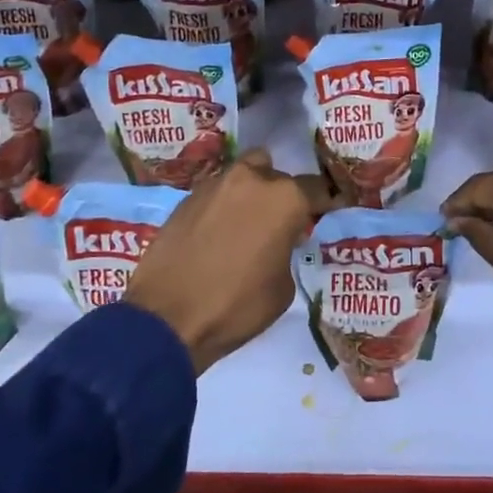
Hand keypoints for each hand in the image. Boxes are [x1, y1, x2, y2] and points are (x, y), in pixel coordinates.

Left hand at [127, 149, 334, 374]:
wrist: (167, 318)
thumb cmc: (236, 305)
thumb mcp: (282, 287)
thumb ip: (286, 250)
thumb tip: (276, 242)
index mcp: (284, 198)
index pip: (316, 188)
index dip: (323, 202)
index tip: (325, 212)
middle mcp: (250, 179)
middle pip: (276, 174)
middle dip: (280, 195)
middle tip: (278, 223)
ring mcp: (214, 185)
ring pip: (243, 176)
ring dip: (249, 194)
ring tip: (246, 224)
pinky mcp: (185, 198)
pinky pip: (216, 193)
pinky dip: (223, 206)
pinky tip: (217, 234)